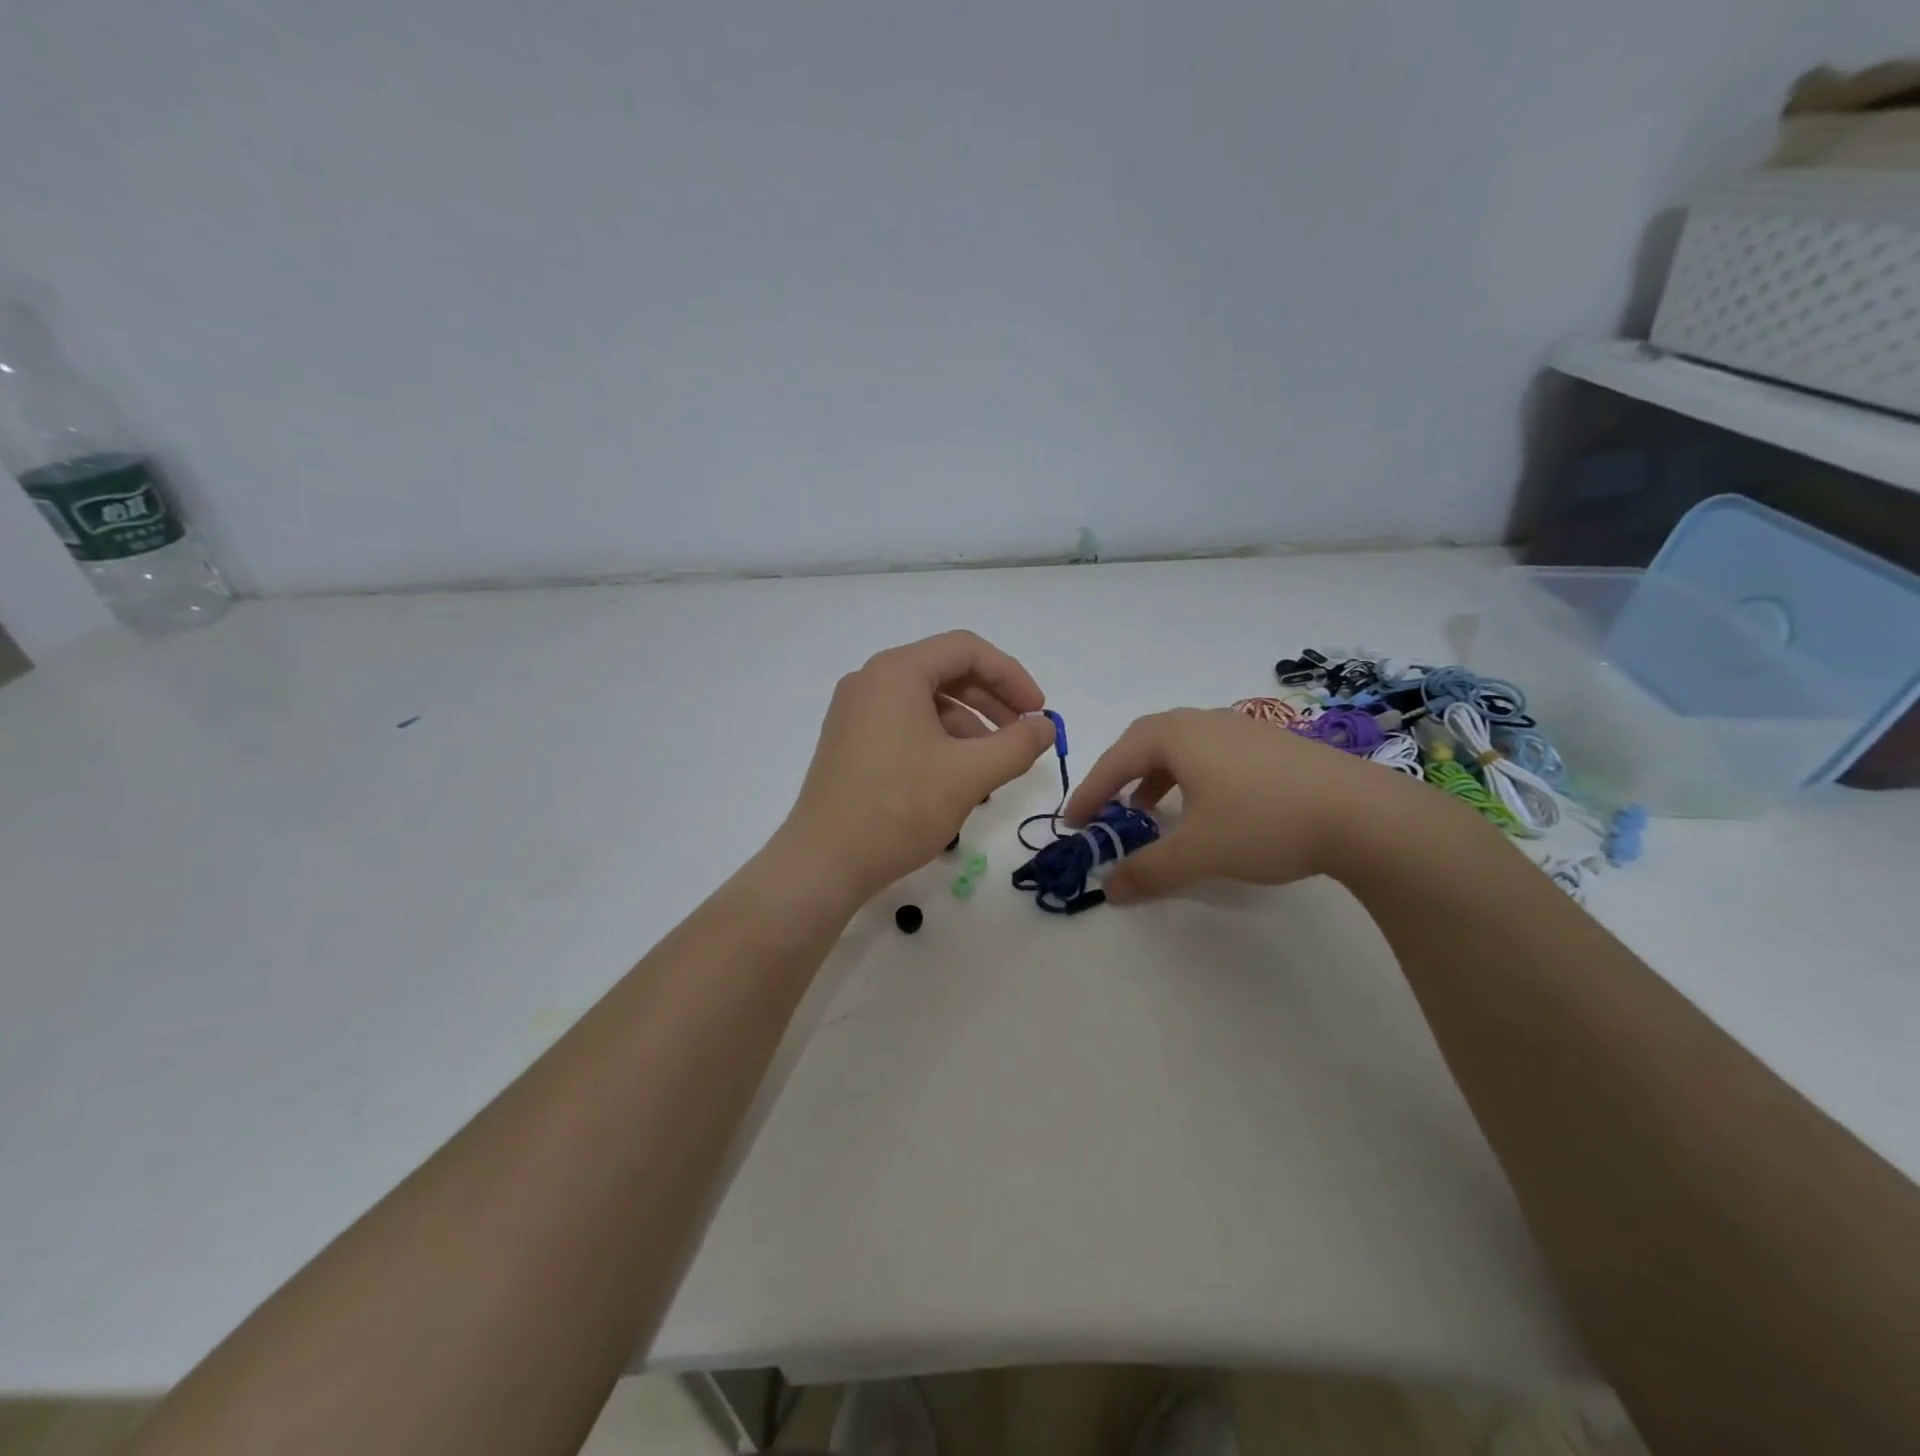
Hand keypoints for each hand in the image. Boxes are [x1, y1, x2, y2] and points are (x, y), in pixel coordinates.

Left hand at [777, 631, 1056, 903]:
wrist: (823, 863)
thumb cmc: (898, 808)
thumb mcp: (969, 775)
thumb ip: (1017, 745)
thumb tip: (1046, 726)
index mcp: (896, 672)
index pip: (966, 650)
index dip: (1011, 675)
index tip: (1037, 712)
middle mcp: (871, 681)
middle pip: (945, 672)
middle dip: (992, 701)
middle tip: (1023, 734)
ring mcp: (855, 711)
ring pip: (926, 701)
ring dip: (968, 725)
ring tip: (993, 764)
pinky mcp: (850, 741)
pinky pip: (905, 724)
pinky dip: (939, 740)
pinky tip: (957, 777)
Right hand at [1062, 707, 1448, 903]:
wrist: (1364, 814)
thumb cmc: (1265, 822)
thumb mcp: (1198, 853)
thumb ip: (1147, 871)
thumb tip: (1107, 888)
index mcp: (1177, 735)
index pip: (1117, 760)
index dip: (1090, 792)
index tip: (1074, 823)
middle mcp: (1205, 721)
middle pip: (1146, 742)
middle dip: (1120, 776)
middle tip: (1107, 809)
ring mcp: (1243, 729)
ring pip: (1182, 747)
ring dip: (1156, 777)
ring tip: (1151, 812)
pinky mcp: (1273, 745)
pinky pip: (1212, 754)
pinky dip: (1190, 778)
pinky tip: (1207, 809)